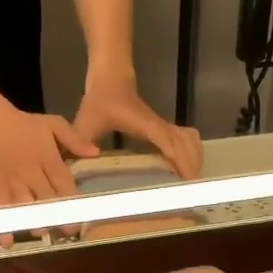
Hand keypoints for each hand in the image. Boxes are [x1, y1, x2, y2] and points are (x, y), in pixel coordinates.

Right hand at [0, 105, 99, 246]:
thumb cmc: (23, 124)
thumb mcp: (53, 124)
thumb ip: (74, 140)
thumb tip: (96, 153)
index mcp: (48, 158)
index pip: (63, 182)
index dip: (72, 199)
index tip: (82, 214)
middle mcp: (32, 173)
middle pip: (47, 198)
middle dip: (58, 216)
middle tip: (68, 231)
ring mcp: (14, 183)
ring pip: (27, 206)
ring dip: (35, 222)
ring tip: (43, 233)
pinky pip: (3, 209)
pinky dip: (5, 226)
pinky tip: (8, 242)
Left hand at [73, 79, 202, 178]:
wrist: (111, 78)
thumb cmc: (100, 100)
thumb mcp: (86, 121)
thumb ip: (79, 141)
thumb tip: (77, 164)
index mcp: (144, 124)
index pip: (168, 142)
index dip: (179, 161)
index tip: (187, 181)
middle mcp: (159, 125)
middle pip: (186, 144)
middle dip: (192, 167)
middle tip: (189, 194)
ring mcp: (164, 126)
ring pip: (190, 141)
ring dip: (195, 160)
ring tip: (190, 186)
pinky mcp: (164, 128)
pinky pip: (186, 140)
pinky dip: (191, 154)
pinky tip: (186, 171)